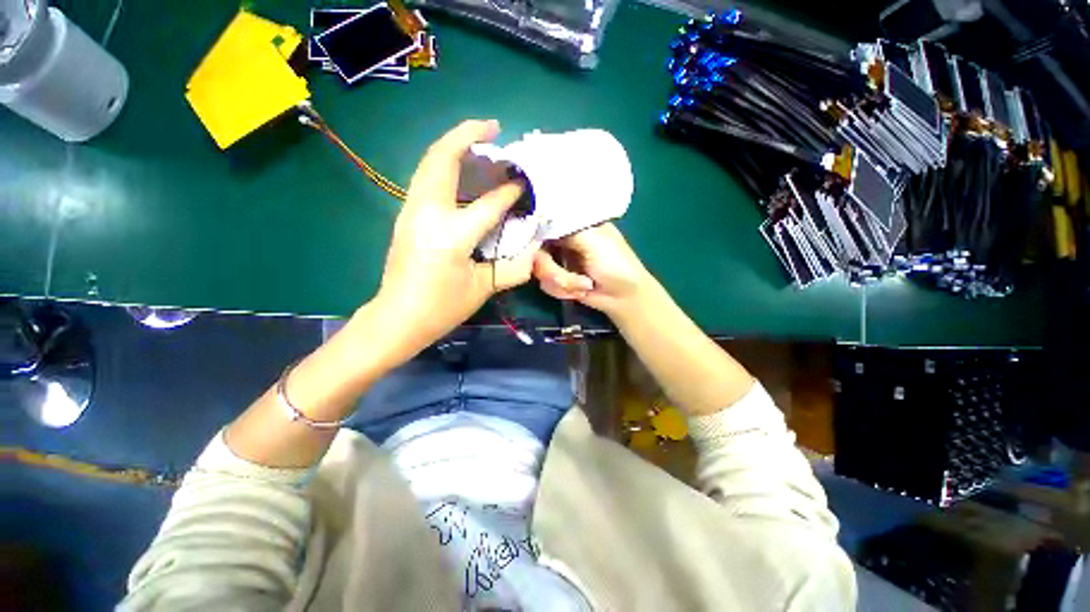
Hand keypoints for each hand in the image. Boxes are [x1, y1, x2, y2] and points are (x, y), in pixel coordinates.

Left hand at [371, 120, 536, 357]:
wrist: (397, 318)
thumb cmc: (441, 308)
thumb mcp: (481, 289)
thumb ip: (511, 267)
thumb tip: (532, 252)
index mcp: (451, 235)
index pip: (488, 204)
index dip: (509, 192)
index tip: (524, 184)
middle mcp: (427, 213)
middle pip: (443, 159)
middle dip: (467, 134)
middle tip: (493, 127)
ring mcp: (411, 210)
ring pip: (429, 162)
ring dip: (453, 145)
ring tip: (478, 140)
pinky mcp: (406, 214)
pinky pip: (425, 177)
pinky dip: (444, 163)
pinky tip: (460, 169)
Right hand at [532, 223, 652, 316]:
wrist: (624, 298)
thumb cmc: (615, 264)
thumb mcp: (592, 240)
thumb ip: (564, 229)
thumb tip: (538, 219)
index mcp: (572, 222)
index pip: (542, 219)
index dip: (534, 234)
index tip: (536, 248)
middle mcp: (562, 238)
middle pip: (534, 248)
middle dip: (551, 270)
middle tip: (567, 280)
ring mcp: (558, 258)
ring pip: (538, 269)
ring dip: (562, 282)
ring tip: (584, 286)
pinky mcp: (556, 278)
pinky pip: (544, 283)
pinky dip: (562, 291)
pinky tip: (580, 292)